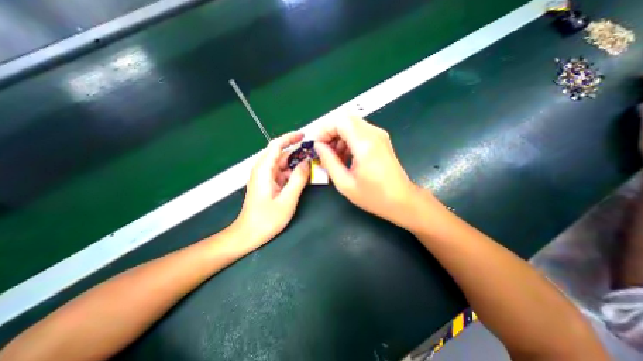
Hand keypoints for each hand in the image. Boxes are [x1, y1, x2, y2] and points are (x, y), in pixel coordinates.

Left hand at [232, 131, 309, 250]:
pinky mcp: (268, 184)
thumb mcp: (287, 199)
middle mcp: (263, 170)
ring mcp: (265, 177)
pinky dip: (293, 173)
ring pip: (283, 164)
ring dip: (297, 163)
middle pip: (281, 154)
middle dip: (297, 152)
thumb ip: (298, 179)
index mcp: (264, 170)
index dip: (290, 138)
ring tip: (313, 164)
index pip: (276, 145)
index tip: (304, 136)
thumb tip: (307, 163)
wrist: (248, 235)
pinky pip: (282, 173)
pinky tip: (304, 176)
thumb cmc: (266, 219)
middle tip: (314, 153)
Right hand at [315, 117, 425, 225]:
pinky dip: (348, 140)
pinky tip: (345, 157)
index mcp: (365, 144)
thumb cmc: (374, 196)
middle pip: (345, 119)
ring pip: (352, 125)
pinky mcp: (381, 140)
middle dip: (330, 133)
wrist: (402, 200)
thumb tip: (318, 146)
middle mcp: (374, 134)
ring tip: (334, 157)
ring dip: (339, 137)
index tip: (317, 145)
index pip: (340, 121)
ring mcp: (379, 135)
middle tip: (323, 150)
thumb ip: (329, 162)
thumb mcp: (345, 183)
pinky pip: (359, 132)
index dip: (324, 130)